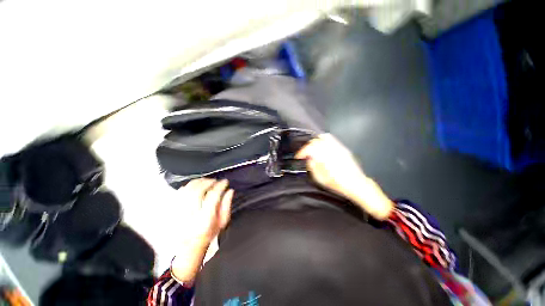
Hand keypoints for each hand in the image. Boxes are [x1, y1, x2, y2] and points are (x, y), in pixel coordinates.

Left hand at [171, 178, 233, 282]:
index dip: (220, 186)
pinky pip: (179, 193)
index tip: (225, 182)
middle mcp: (191, 216)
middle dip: (208, 182)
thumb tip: (230, 190)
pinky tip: (195, 184)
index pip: (213, 197)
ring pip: (187, 191)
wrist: (189, 245)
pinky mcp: (173, 210)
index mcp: (206, 220)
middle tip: (215, 180)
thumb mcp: (223, 222)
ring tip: (206, 181)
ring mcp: (180, 213)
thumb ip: (227, 205)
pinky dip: (188, 186)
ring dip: (198, 182)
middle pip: (198, 192)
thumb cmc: (209, 233)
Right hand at [295, 134, 392, 219]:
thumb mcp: (320, 179)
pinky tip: (322, 147)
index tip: (298, 156)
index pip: (309, 148)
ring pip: (323, 138)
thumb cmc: (337, 184)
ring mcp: (338, 147)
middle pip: (315, 142)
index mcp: (325, 157)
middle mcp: (331, 149)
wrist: (356, 184)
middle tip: (304, 154)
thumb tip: (308, 158)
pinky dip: (323, 141)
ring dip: (315, 142)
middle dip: (307, 147)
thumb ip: (312, 166)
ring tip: (312, 149)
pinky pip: (331, 139)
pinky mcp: (343, 148)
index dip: (302, 152)